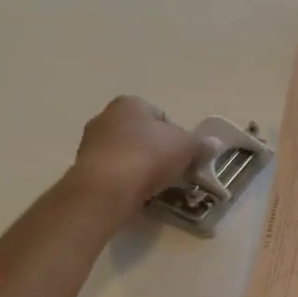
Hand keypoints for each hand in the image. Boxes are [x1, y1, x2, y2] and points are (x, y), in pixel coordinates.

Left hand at [69, 96, 205, 218]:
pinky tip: (134, 193)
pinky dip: (124, 180)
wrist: (106, 188)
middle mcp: (106, 116)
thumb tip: (214, 143)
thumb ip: (200, 144)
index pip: (159, 115)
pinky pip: (112, 171)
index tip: (182, 155)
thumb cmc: (147, 156)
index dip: (175, 134)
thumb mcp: (185, 146)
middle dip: (155, 150)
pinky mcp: (84, 168)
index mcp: (129, 103)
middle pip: (140, 134)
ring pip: (125, 153)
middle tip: (171, 170)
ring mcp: (91, 143)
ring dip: (138, 166)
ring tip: (153, 185)